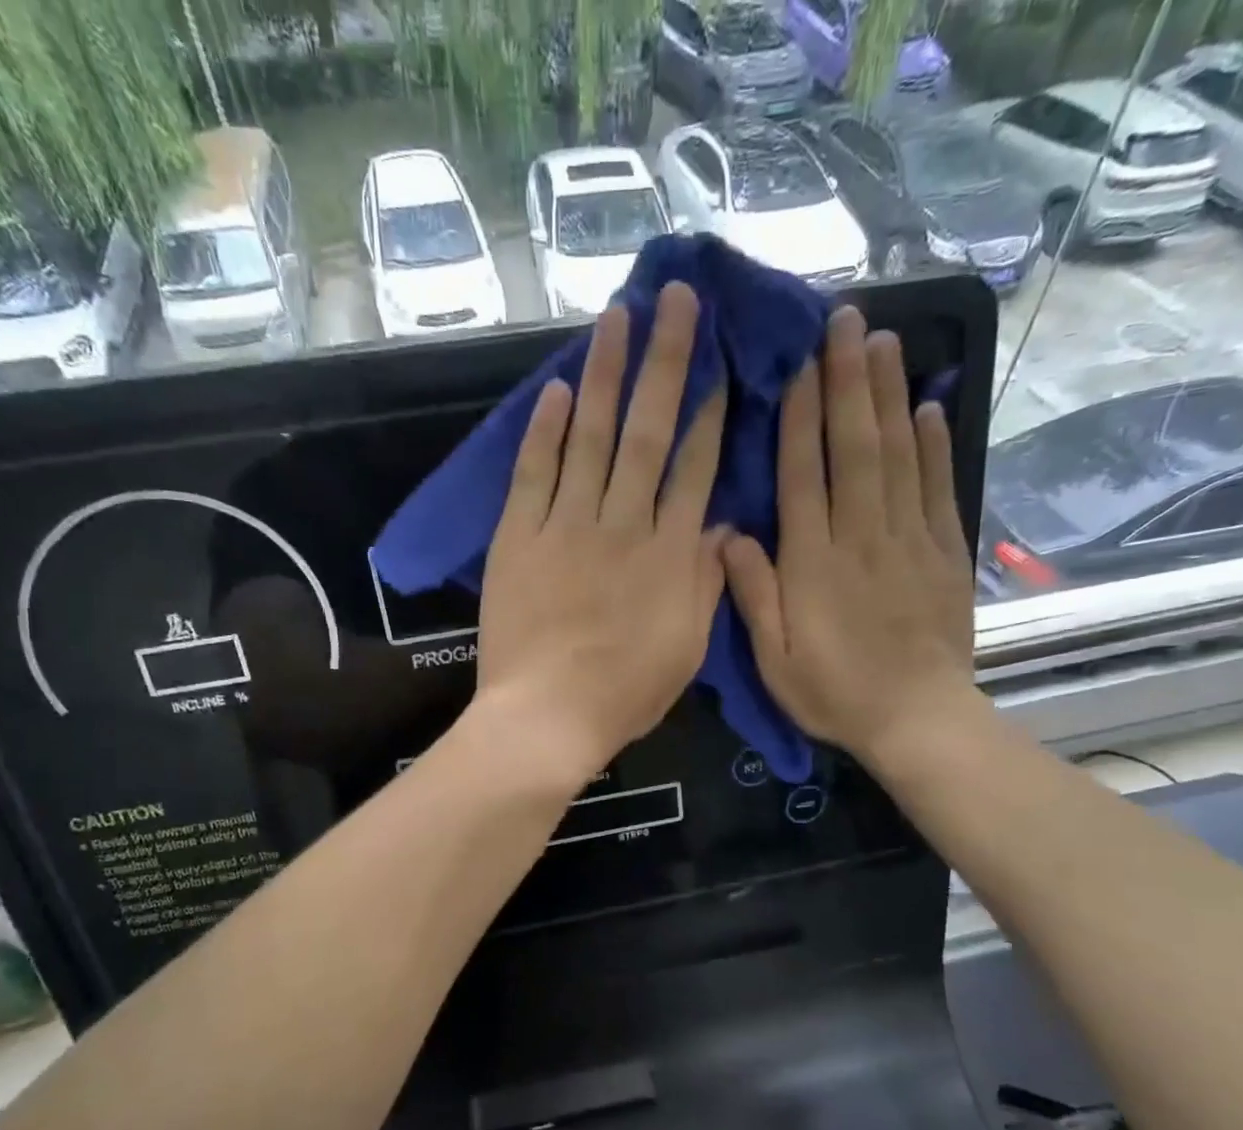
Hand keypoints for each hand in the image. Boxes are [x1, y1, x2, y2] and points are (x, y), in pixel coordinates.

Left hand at [475, 283, 728, 785]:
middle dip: (665, 362)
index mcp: (669, 556)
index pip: (694, 469)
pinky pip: (533, 474)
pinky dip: (545, 430)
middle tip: (676, 297)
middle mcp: (622, 525)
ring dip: (606, 372)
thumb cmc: (624, 694)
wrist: (546, 718)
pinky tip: (557, 389)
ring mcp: (566, 527)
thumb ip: (706, 584)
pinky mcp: (518, 538)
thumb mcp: (686, 649)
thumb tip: (724, 526)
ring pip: (591, 437)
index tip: (719, 363)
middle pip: (647, 432)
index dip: (709, 414)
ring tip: (618, 314)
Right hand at [722, 306, 974, 763]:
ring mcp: (909, 539)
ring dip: (888, 395)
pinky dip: (934, 444)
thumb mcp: (773, 658)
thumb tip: (729, 533)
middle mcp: (862, 536)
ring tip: (881, 341)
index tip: (800, 363)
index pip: (804, 475)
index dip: (801, 416)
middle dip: (848, 381)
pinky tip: (928, 406)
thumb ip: (752, 593)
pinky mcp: (944, 551)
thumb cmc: (834, 692)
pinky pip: (938, 487)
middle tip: (845, 321)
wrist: (917, 719)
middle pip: (855, 447)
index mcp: (814, 562)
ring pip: (898, 455)